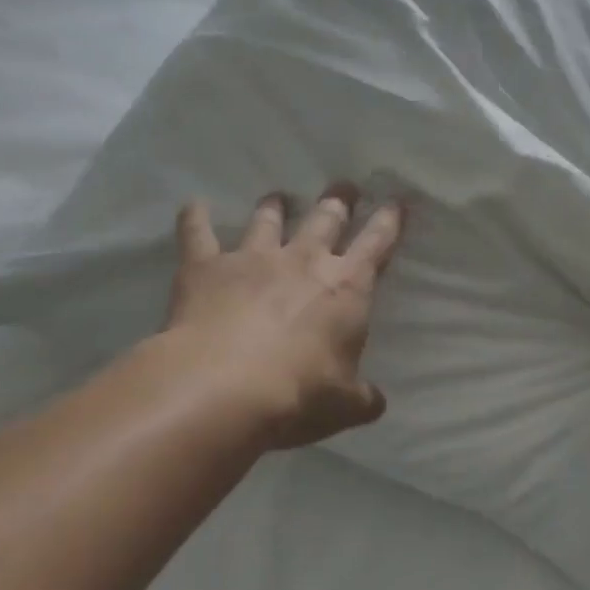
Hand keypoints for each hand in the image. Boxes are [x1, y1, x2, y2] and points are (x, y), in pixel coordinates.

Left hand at [160, 186, 404, 450]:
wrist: (222, 388)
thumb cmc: (298, 393)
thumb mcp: (344, 404)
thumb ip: (362, 397)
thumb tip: (376, 402)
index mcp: (347, 286)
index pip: (377, 243)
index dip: (389, 221)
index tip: (396, 201)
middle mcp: (305, 261)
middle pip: (326, 219)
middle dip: (338, 200)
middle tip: (343, 186)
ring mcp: (254, 259)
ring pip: (267, 221)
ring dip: (274, 206)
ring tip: (278, 195)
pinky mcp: (207, 268)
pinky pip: (198, 234)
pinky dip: (194, 217)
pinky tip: (193, 204)